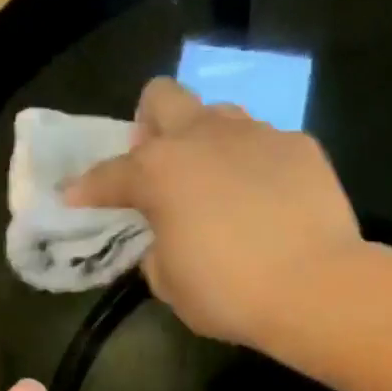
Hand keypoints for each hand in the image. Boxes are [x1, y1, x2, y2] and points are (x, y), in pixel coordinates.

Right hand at [64, 78, 363, 345]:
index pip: (110, 173)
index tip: (76, 197)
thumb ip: (157, 252)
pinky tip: (270, 199)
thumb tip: (166, 238)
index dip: (88, 188)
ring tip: (219, 180)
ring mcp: (256, 135)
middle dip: (151, 123)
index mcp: (160, 172)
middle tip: (160, 163)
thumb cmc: (231, 294)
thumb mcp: (172, 285)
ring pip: (219, 114)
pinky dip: (258, 166)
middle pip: (163, 97)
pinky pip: (267, 144)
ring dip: (207, 140)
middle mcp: (203, 138)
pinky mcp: (300, 146)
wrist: (315, 288)